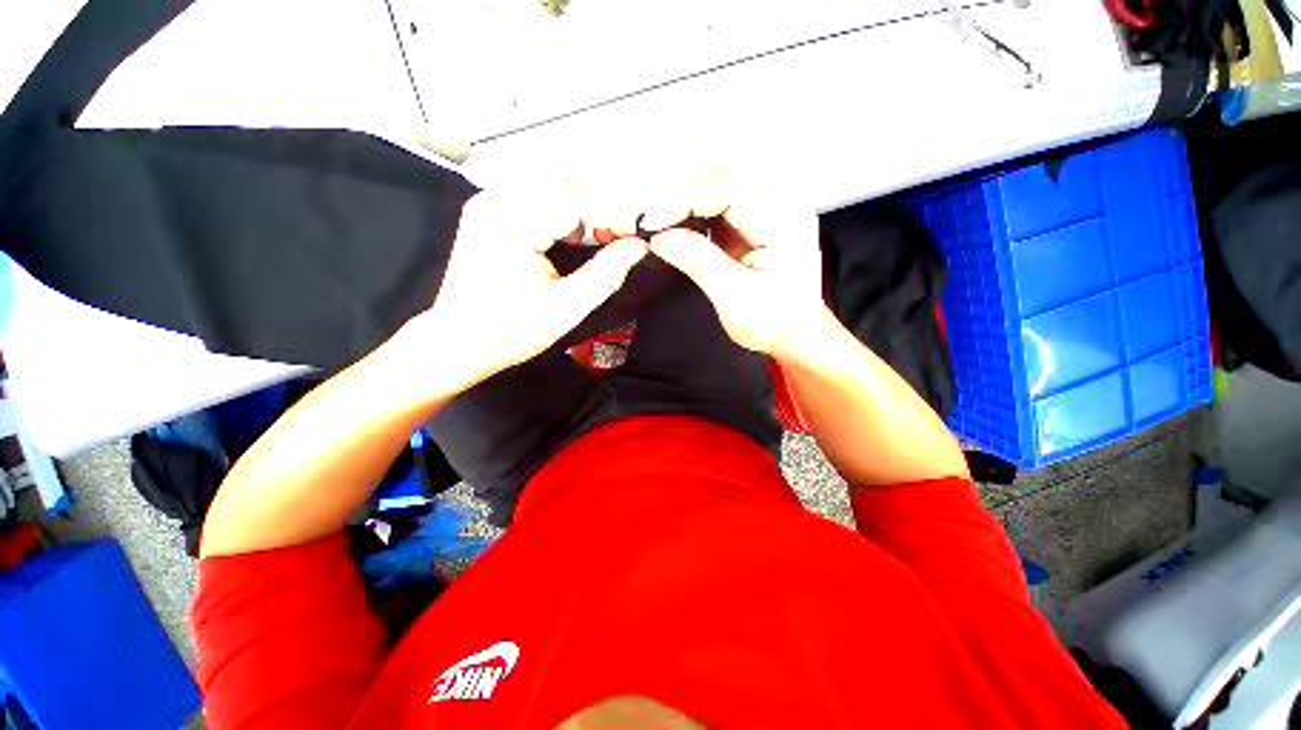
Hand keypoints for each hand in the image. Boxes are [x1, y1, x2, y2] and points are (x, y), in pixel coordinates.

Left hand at [397, 189, 647, 393]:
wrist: (459, 342)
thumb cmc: (512, 331)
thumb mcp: (567, 306)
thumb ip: (607, 273)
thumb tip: (639, 246)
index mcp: (511, 221)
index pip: (578, 200)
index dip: (618, 213)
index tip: (645, 233)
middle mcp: (497, 198)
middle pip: (567, 185)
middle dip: (605, 208)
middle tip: (627, 239)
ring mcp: (492, 201)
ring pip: (555, 188)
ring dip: (588, 209)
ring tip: (609, 237)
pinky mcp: (493, 211)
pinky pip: (540, 198)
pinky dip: (568, 213)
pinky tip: (580, 235)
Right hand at [648, 196, 825, 358]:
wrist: (794, 332)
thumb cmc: (774, 321)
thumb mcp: (735, 297)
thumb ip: (699, 263)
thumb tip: (660, 238)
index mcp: (785, 222)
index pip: (729, 192)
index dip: (685, 201)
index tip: (650, 221)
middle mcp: (782, 204)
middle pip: (726, 172)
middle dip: (683, 186)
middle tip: (650, 210)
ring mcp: (769, 208)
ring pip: (722, 179)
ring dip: (686, 191)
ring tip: (658, 213)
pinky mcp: (754, 218)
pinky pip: (721, 198)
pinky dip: (694, 204)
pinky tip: (674, 217)